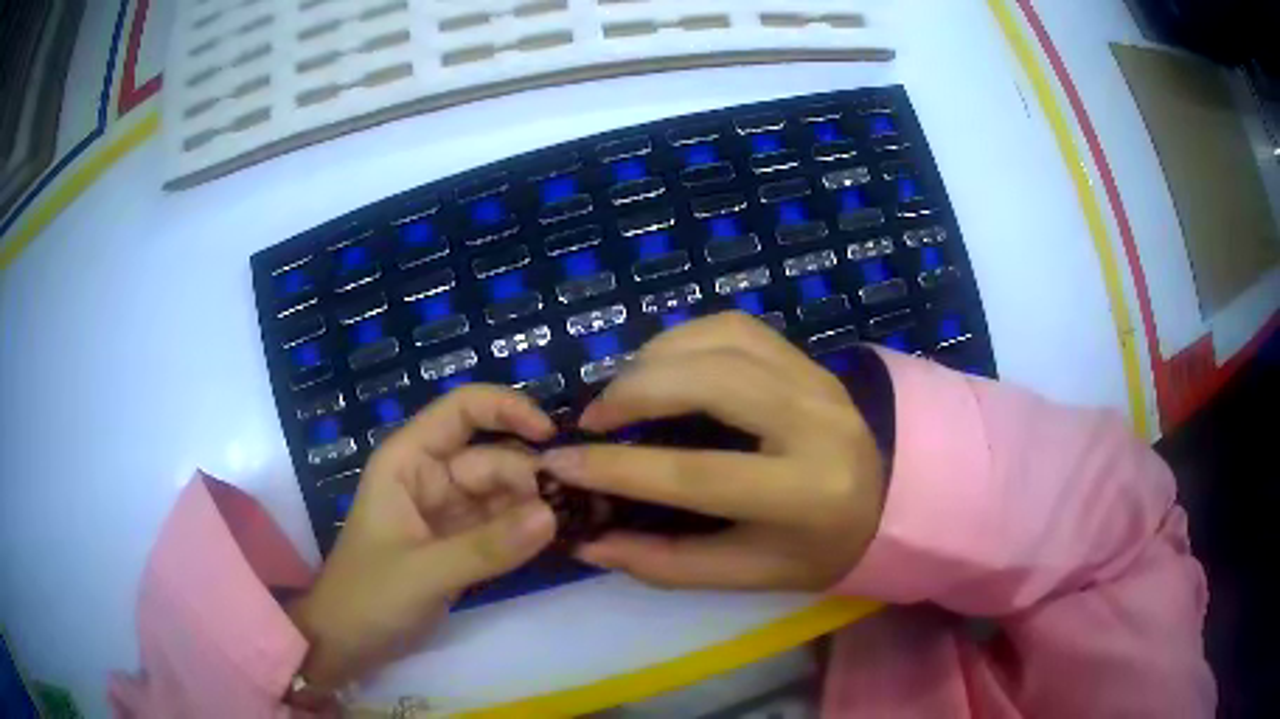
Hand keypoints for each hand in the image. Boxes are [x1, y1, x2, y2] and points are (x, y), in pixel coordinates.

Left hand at [288, 386, 557, 688]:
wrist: (348, 643)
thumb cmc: (368, 597)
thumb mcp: (424, 572)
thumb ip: (487, 547)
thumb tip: (553, 515)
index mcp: (409, 462)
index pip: (461, 411)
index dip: (506, 409)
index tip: (551, 437)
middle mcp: (431, 477)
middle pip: (492, 458)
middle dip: (530, 477)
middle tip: (573, 508)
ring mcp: (448, 512)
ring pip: (502, 493)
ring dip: (536, 506)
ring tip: (576, 523)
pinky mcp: (461, 544)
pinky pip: (502, 526)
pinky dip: (528, 531)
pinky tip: (558, 539)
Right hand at [541, 313, 885, 591]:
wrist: (890, 500)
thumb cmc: (819, 549)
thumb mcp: (749, 574)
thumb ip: (667, 562)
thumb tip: (589, 543)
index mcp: (805, 492)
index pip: (696, 474)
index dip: (619, 468)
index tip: (561, 463)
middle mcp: (815, 421)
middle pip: (708, 381)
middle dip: (632, 392)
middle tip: (593, 419)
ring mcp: (814, 377)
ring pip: (719, 339)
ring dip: (654, 358)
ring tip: (622, 393)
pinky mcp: (807, 357)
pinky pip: (734, 326)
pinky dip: (685, 337)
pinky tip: (664, 366)